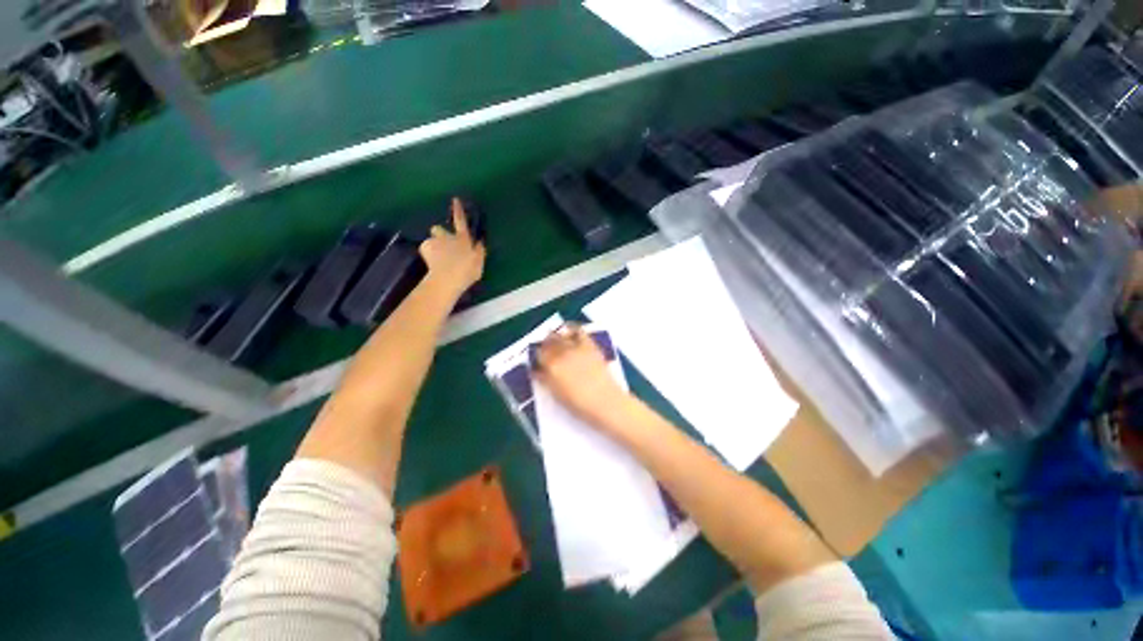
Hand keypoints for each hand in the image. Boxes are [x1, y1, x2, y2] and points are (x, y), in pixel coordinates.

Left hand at [420, 198, 485, 298]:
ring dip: (434, 246)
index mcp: (464, 239)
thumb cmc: (467, 271)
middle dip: (439, 234)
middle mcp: (449, 236)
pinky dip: (428, 254)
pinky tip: (432, 264)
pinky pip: (425, 249)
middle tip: (442, 246)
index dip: (458, 210)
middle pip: (438, 229)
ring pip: (432, 241)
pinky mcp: (425, 247)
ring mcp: (436, 240)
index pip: (461, 221)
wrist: (448, 277)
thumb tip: (480, 242)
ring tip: (437, 260)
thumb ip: (479, 251)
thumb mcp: (479, 262)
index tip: (455, 199)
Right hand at [533, 324, 631, 429]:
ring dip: (555, 336)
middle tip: (546, 350)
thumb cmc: (578, 403)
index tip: (539, 360)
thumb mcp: (556, 395)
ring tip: (556, 340)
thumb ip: (545, 380)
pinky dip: (571, 328)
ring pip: (559, 335)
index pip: (539, 353)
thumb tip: (537, 371)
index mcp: (551, 366)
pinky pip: (578, 330)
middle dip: (545, 345)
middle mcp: (561, 352)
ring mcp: (575, 346)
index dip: (538, 356)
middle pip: (548, 342)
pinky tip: (569, 330)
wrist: (605, 400)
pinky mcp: (589, 344)